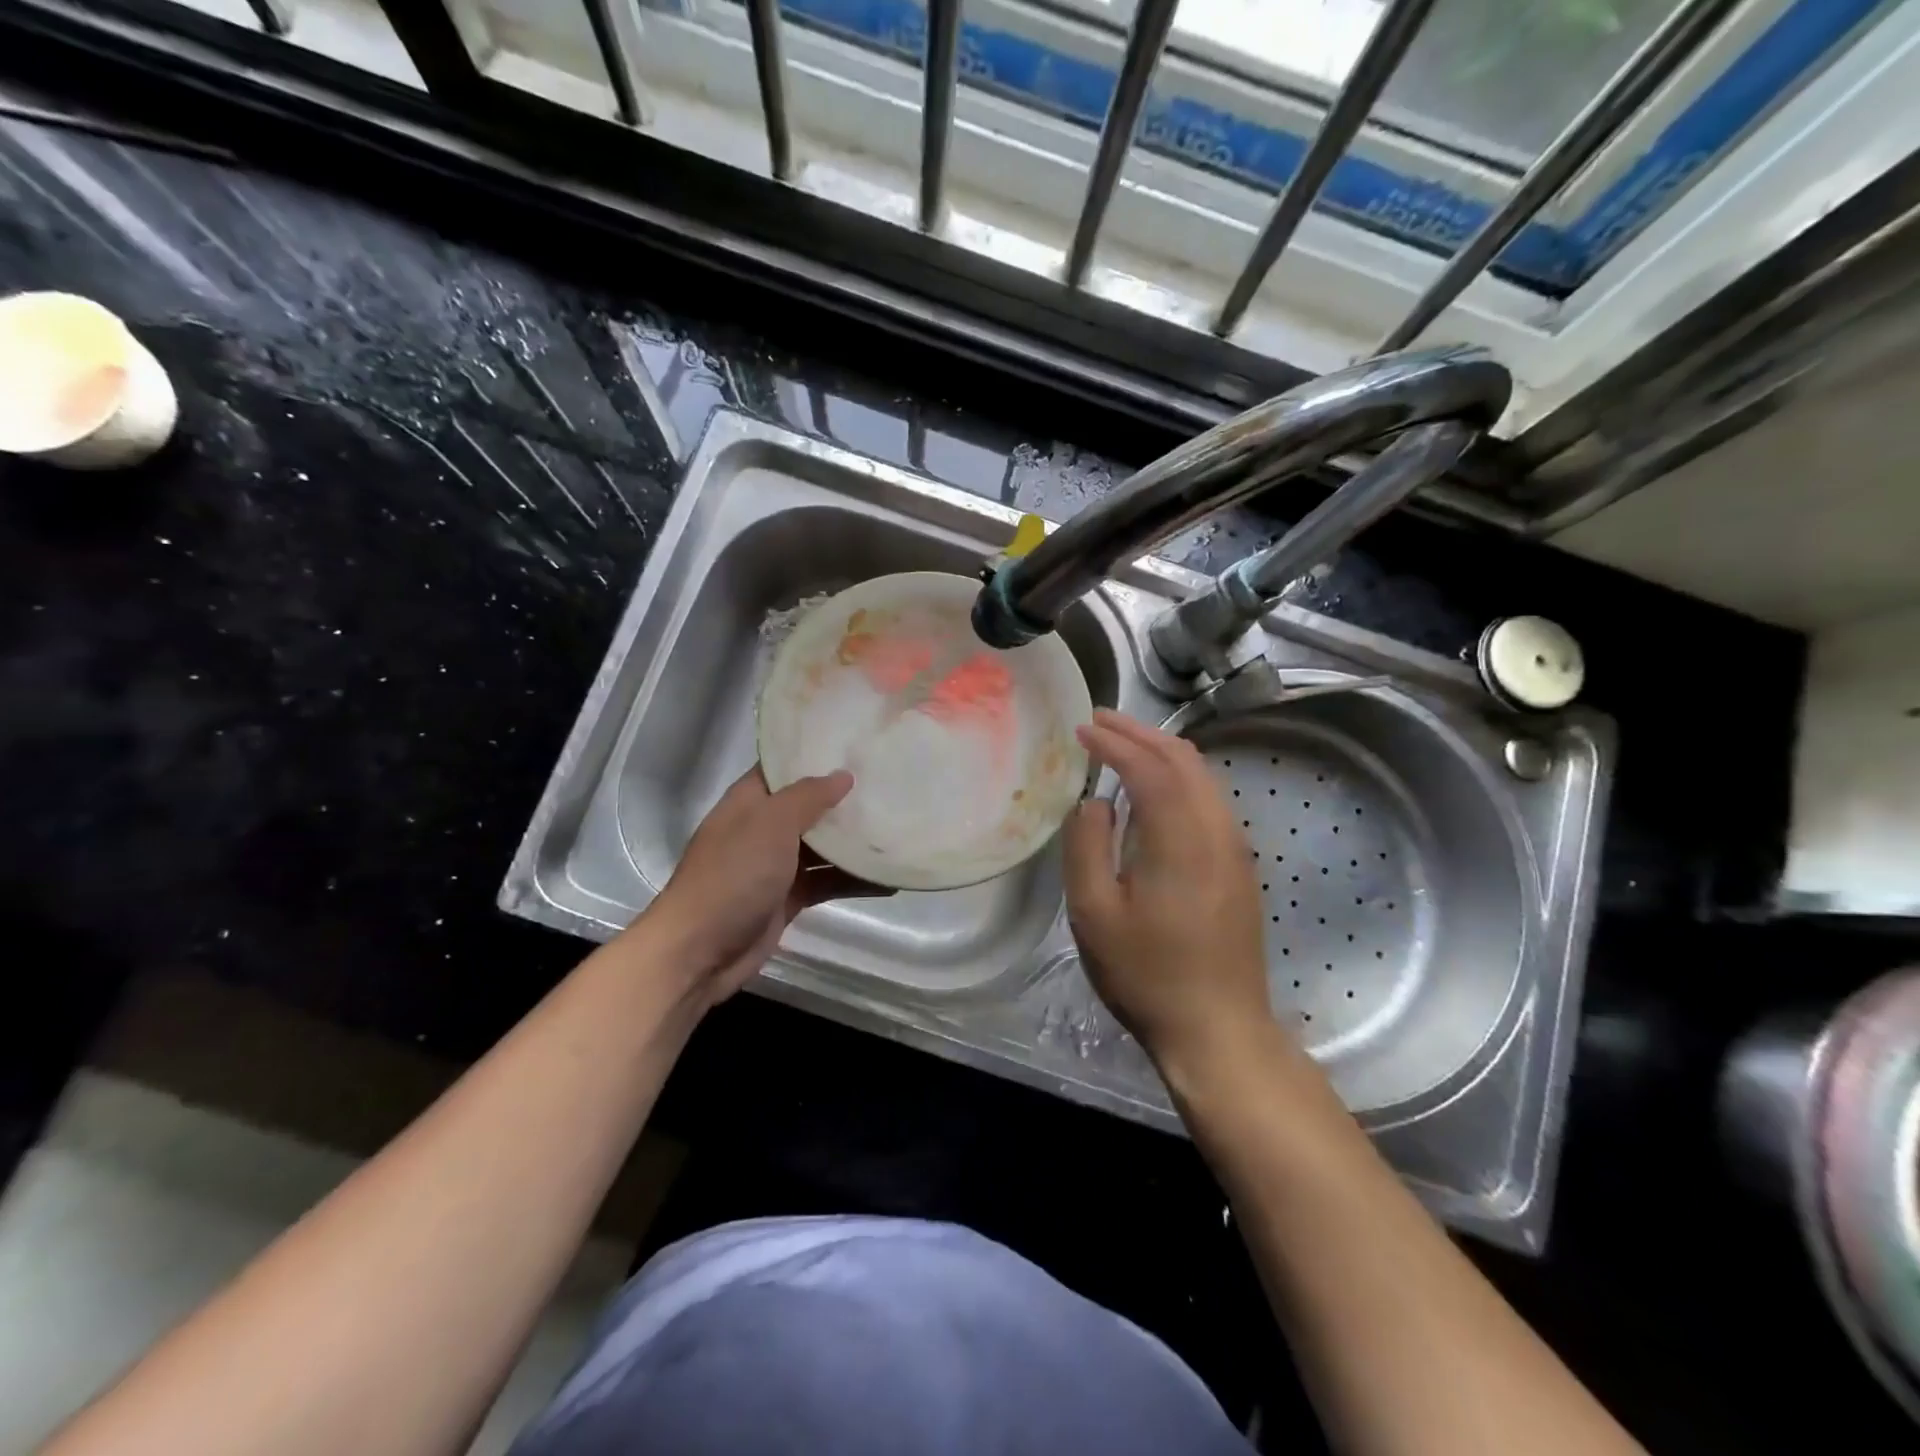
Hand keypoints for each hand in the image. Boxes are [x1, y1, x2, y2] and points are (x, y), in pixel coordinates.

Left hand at [651, 766, 887, 1004]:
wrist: (699, 951)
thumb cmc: (732, 875)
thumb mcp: (770, 824)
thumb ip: (808, 797)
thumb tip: (843, 776)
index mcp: (751, 801)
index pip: (785, 766)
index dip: (817, 754)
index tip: (858, 744)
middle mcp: (763, 828)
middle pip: (810, 805)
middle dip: (845, 797)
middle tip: (891, 781)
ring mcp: (776, 865)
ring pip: (823, 845)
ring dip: (855, 841)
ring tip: (899, 826)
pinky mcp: (789, 897)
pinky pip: (827, 881)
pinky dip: (854, 880)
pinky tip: (890, 880)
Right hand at [1063, 710, 1276, 1075]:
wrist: (1218, 1030)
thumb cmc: (1147, 974)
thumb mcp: (1094, 914)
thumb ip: (1087, 847)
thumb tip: (1096, 803)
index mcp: (1181, 840)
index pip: (1150, 768)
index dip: (1115, 742)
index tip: (1082, 728)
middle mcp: (1217, 832)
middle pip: (1184, 760)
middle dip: (1141, 733)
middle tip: (1101, 721)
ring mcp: (1234, 850)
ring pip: (1202, 778)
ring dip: (1162, 752)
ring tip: (1123, 744)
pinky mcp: (1238, 868)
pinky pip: (1209, 800)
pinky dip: (1178, 777)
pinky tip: (1154, 789)